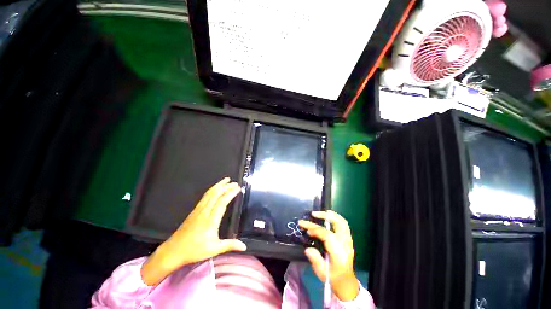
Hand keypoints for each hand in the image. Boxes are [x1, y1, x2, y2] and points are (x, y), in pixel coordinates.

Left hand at [141, 178, 246, 284]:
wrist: (173, 251)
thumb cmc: (194, 250)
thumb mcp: (214, 249)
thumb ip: (230, 245)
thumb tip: (244, 246)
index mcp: (211, 220)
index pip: (222, 202)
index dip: (230, 193)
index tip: (238, 188)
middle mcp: (204, 211)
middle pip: (216, 194)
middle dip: (226, 186)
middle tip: (235, 183)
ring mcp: (198, 210)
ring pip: (209, 193)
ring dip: (218, 185)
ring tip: (226, 180)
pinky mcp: (194, 210)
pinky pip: (205, 196)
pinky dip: (212, 190)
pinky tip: (215, 189)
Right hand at [299, 210, 359, 301]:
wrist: (346, 282)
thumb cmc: (333, 278)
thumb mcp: (322, 273)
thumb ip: (315, 260)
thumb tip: (308, 248)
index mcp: (339, 253)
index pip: (327, 235)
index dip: (315, 229)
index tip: (306, 228)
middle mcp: (345, 244)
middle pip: (338, 223)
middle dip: (325, 216)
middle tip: (313, 214)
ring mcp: (348, 241)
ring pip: (342, 222)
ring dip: (331, 215)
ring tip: (320, 213)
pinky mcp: (348, 239)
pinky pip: (343, 224)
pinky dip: (335, 218)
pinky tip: (327, 218)